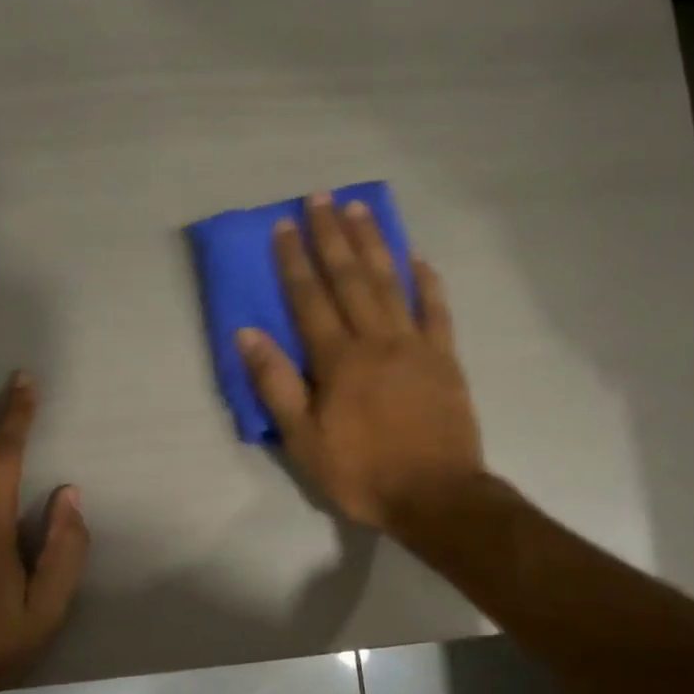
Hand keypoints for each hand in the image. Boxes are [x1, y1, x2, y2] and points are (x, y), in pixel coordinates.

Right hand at [236, 193, 483, 531]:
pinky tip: (418, 257)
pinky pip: (436, 310)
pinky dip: (427, 281)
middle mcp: (377, 340)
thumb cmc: (362, 472)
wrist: (436, 495)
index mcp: (339, 360)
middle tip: (321, 197)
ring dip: (374, 244)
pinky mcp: (446, 359)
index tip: (283, 225)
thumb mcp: (304, 440)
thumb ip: (276, 385)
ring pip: (391, 283)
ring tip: (359, 209)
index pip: (310, 299)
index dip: (294, 261)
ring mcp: (416, 345)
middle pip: (351, 279)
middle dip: (332, 236)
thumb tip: (248, 334)